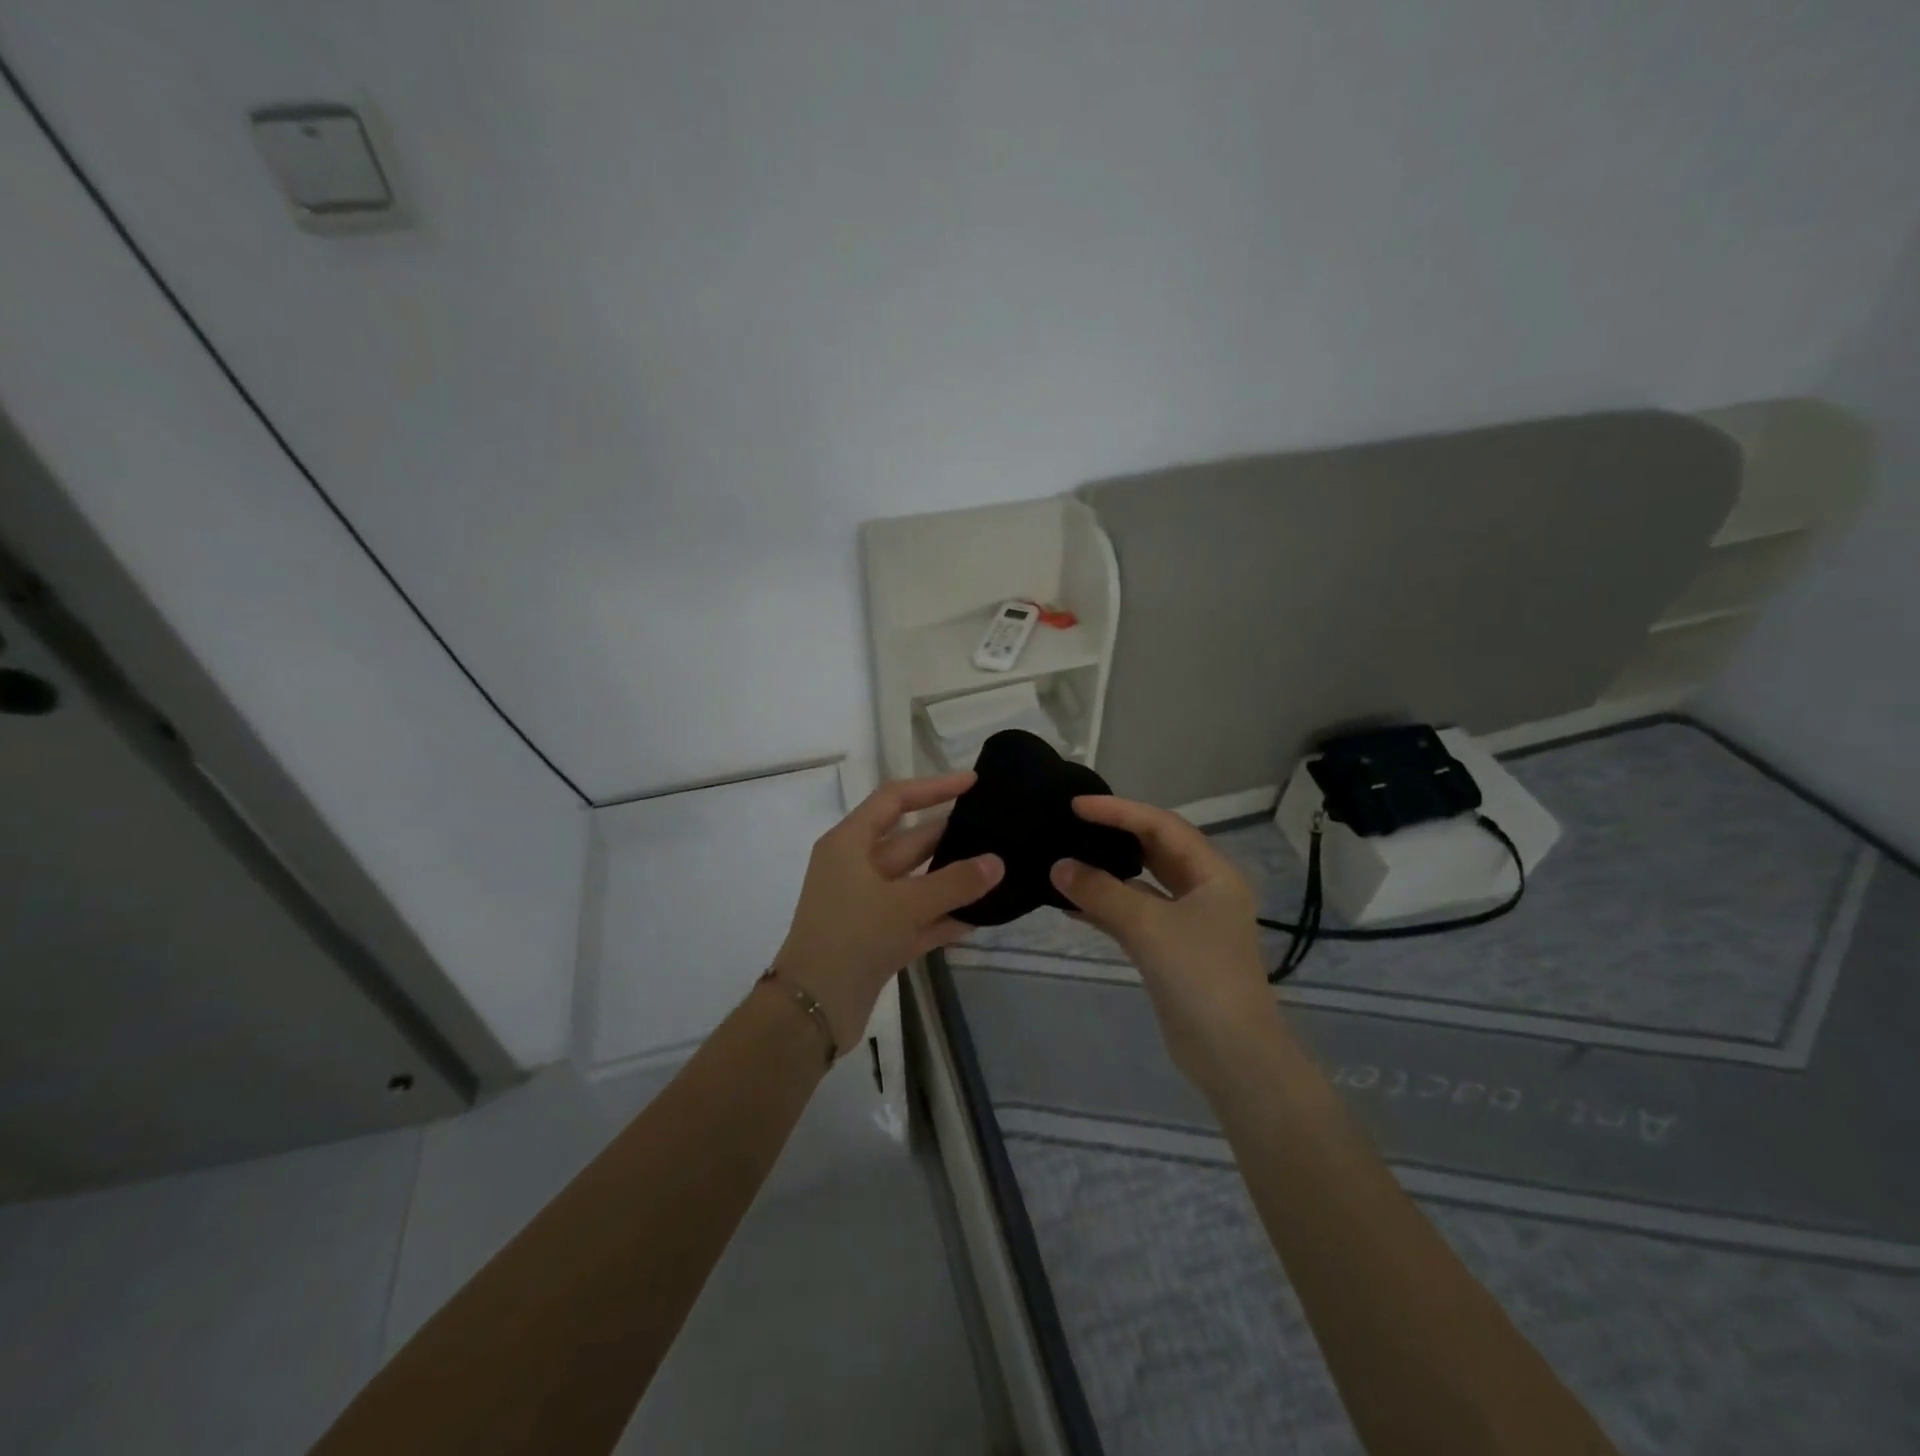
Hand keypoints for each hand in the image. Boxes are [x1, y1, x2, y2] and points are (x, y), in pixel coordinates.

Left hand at [774, 771, 1003, 1051]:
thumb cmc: (851, 937)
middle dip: (950, 834)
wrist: (812, 1009)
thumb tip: (997, 862)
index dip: (933, 787)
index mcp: (849, 843)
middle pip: (909, 840)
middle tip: (996, 828)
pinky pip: (918, 918)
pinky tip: (981, 916)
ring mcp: (867, 904)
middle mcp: (856, 867)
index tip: (973, 783)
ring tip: (997, 869)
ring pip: (917, 881)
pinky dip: (944, 916)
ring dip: (952, 878)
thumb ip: (954, 882)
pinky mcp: (877, 938)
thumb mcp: (905, 904)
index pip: (894, 799)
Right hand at [1051, 796, 1278, 1083]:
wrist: (1232, 1056)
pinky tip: (1069, 904)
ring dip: (1105, 874)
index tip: (1076, 806)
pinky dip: (1105, 907)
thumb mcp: (1149, 927)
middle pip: (1153, 850)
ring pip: (1140, 885)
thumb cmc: (1201, 977)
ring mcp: (1187, 922)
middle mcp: (1202, 890)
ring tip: (1063, 860)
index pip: (1161, 825)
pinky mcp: (1170, 950)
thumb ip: (1101, 892)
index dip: (1118, 811)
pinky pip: (1132, 915)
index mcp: (1212, 873)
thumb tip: (1057, 866)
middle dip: (1113, 836)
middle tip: (1070, 825)